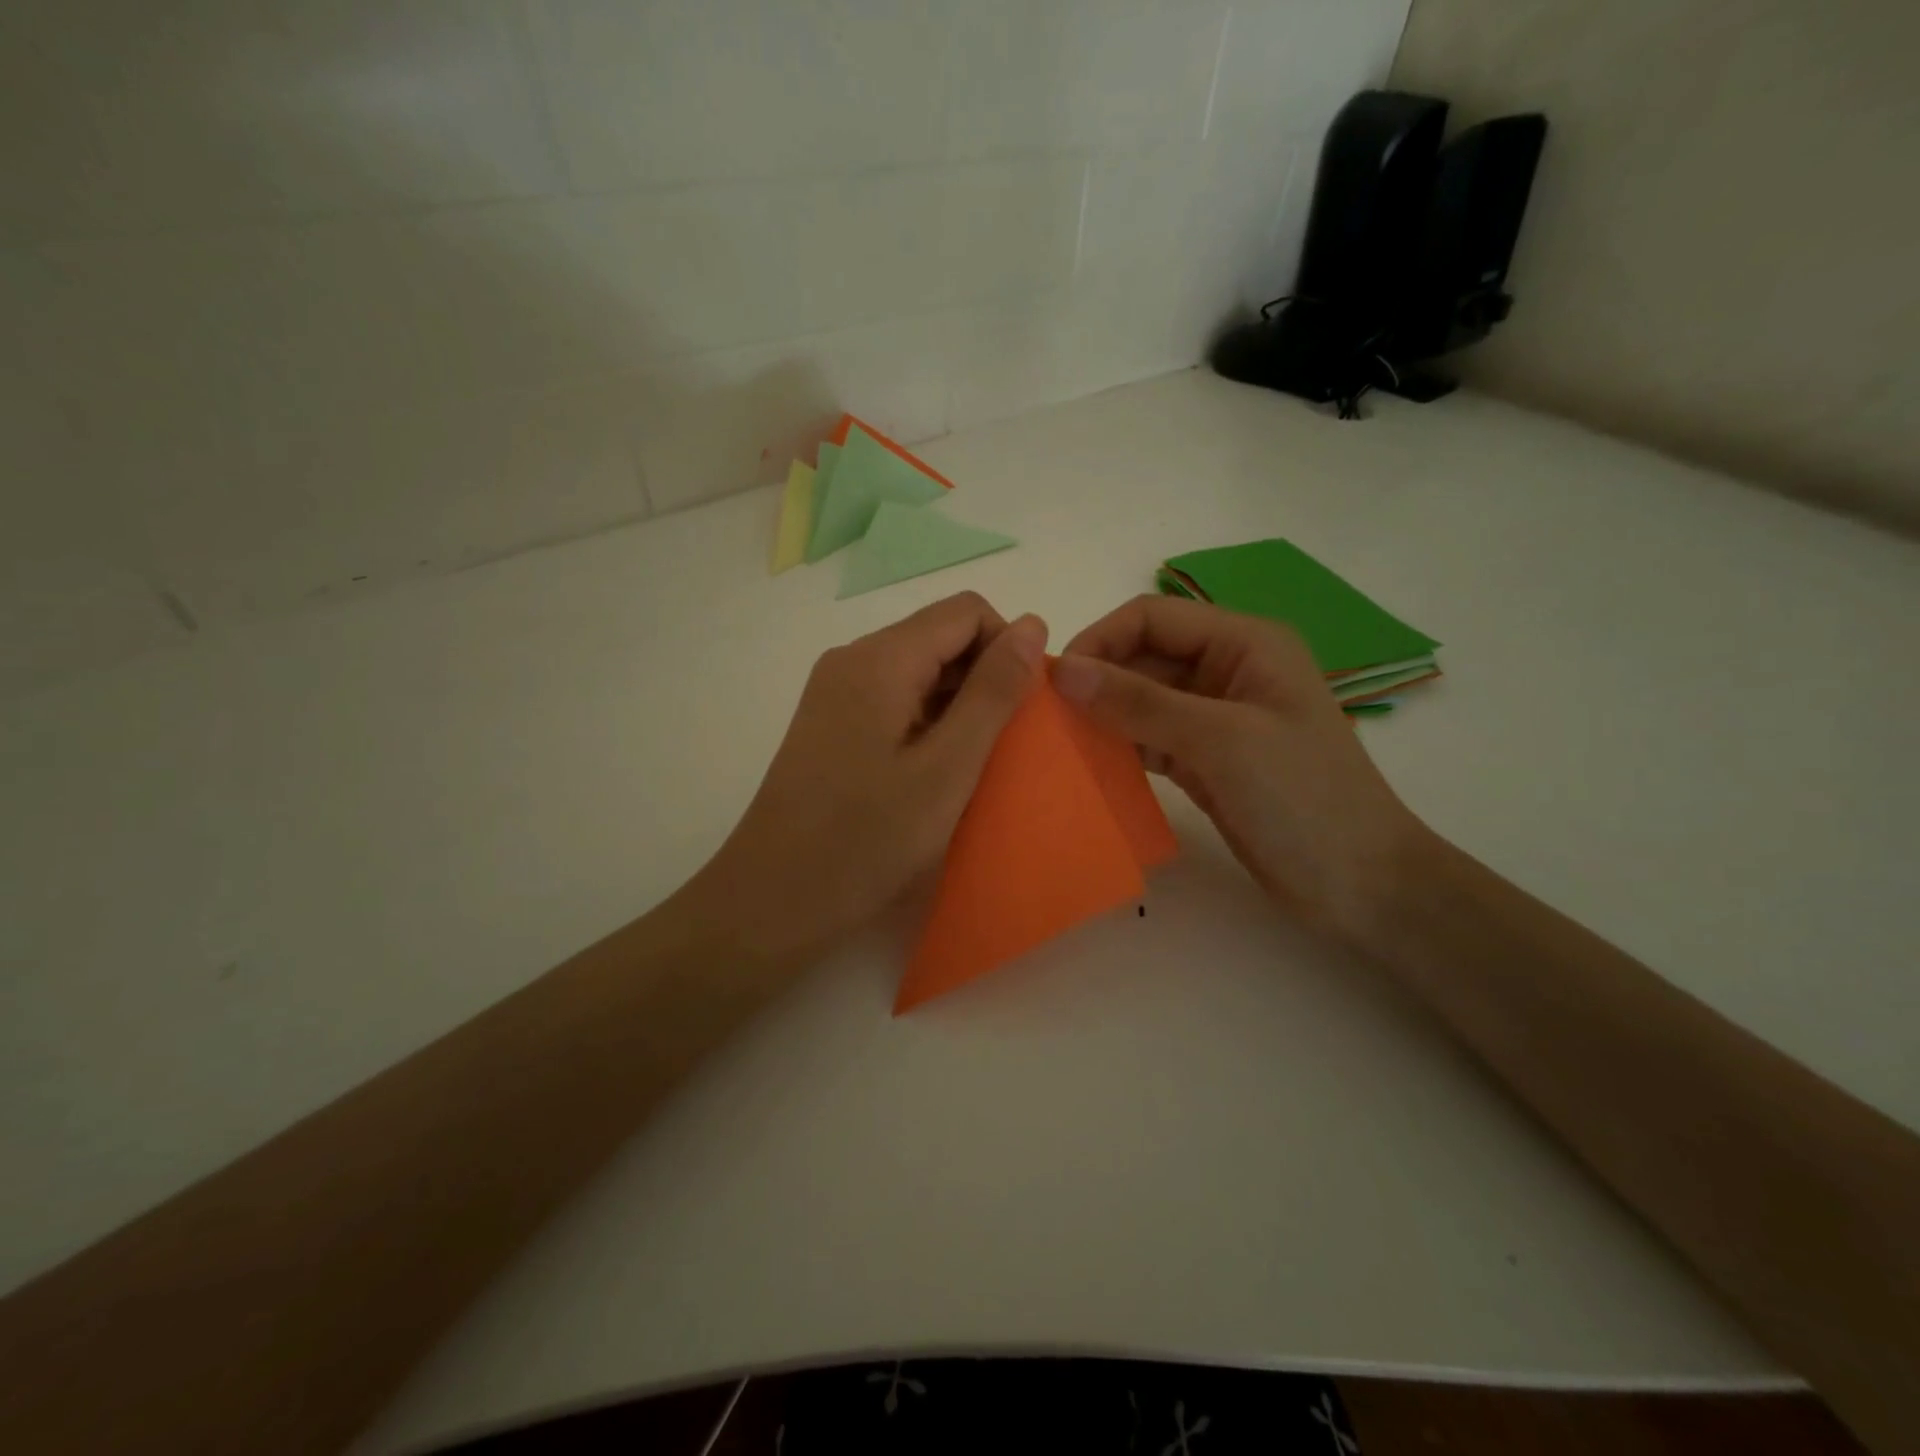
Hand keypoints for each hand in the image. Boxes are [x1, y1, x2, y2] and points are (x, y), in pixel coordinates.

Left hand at [691, 593, 1047, 962]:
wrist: (772, 900)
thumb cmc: (866, 839)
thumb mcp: (947, 767)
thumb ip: (993, 693)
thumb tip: (1031, 624)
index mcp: (880, 658)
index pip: (966, 611)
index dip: (1007, 650)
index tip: (1022, 712)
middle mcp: (853, 660)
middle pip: (940, 637)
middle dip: (984, 679)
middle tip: (1003, 748)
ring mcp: (835, 692)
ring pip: (918, 671)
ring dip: (958, 706)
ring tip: (972, 767)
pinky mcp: (830, 724)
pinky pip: (894, 701)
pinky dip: (927, 724)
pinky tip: (935, 774)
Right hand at [1055, 595, 1421, 935]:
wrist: (1361, 885)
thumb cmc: (1303, 798)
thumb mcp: (1221, 740)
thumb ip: (1140, 702)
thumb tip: (1063, 671)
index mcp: (1244, 643)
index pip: (1152, 618)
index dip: (1100, 640)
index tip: (1055, 684)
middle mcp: (1227, 670)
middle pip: (1143, 657)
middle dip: (1097, 681)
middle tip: (1047, 720)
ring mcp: (1215, 718)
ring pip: (1141, 700)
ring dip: (1103, 716)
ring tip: (1059, 744)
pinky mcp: (1205, 759)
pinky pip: (1149, 738)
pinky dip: (1120, 747)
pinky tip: (1089, 766)